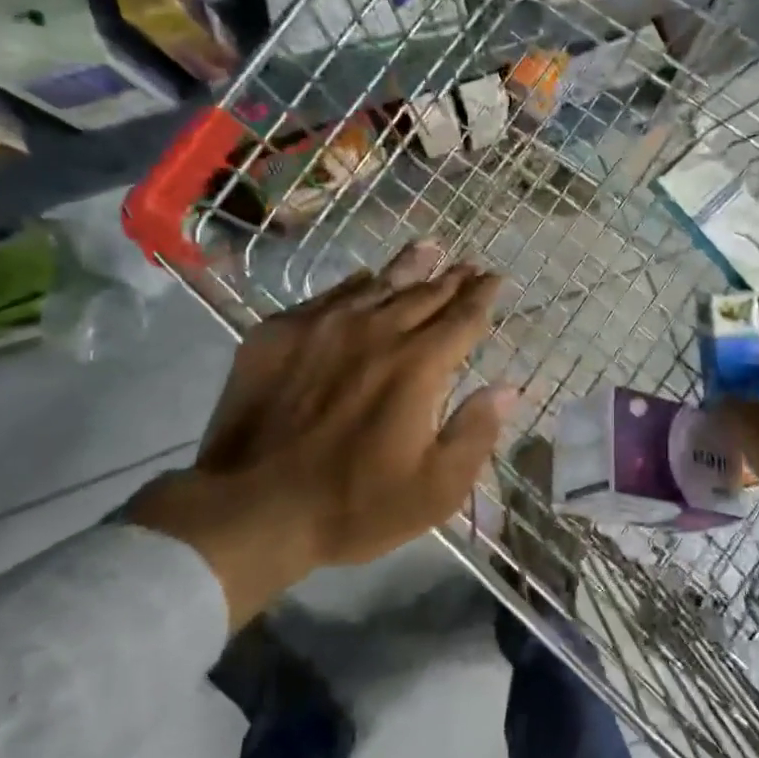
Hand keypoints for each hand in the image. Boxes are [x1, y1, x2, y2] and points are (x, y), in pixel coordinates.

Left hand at [131, 241, 514, 623]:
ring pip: (378, 284)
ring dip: (410, 267)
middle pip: (425, 293)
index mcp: (418, 365)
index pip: (463, 317)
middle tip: (469, 265)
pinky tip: (364, 279)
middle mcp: (376, 331)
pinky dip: (356, 285)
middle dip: (452, 278)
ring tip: (429, 249)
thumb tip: (508, 388)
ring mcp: (324, 326)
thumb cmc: (353, 505)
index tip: (496, 278)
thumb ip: (476, 432)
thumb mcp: (435, 489)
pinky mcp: (280, 332)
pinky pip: (330, 296)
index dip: (483, 296)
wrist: (250, 507)